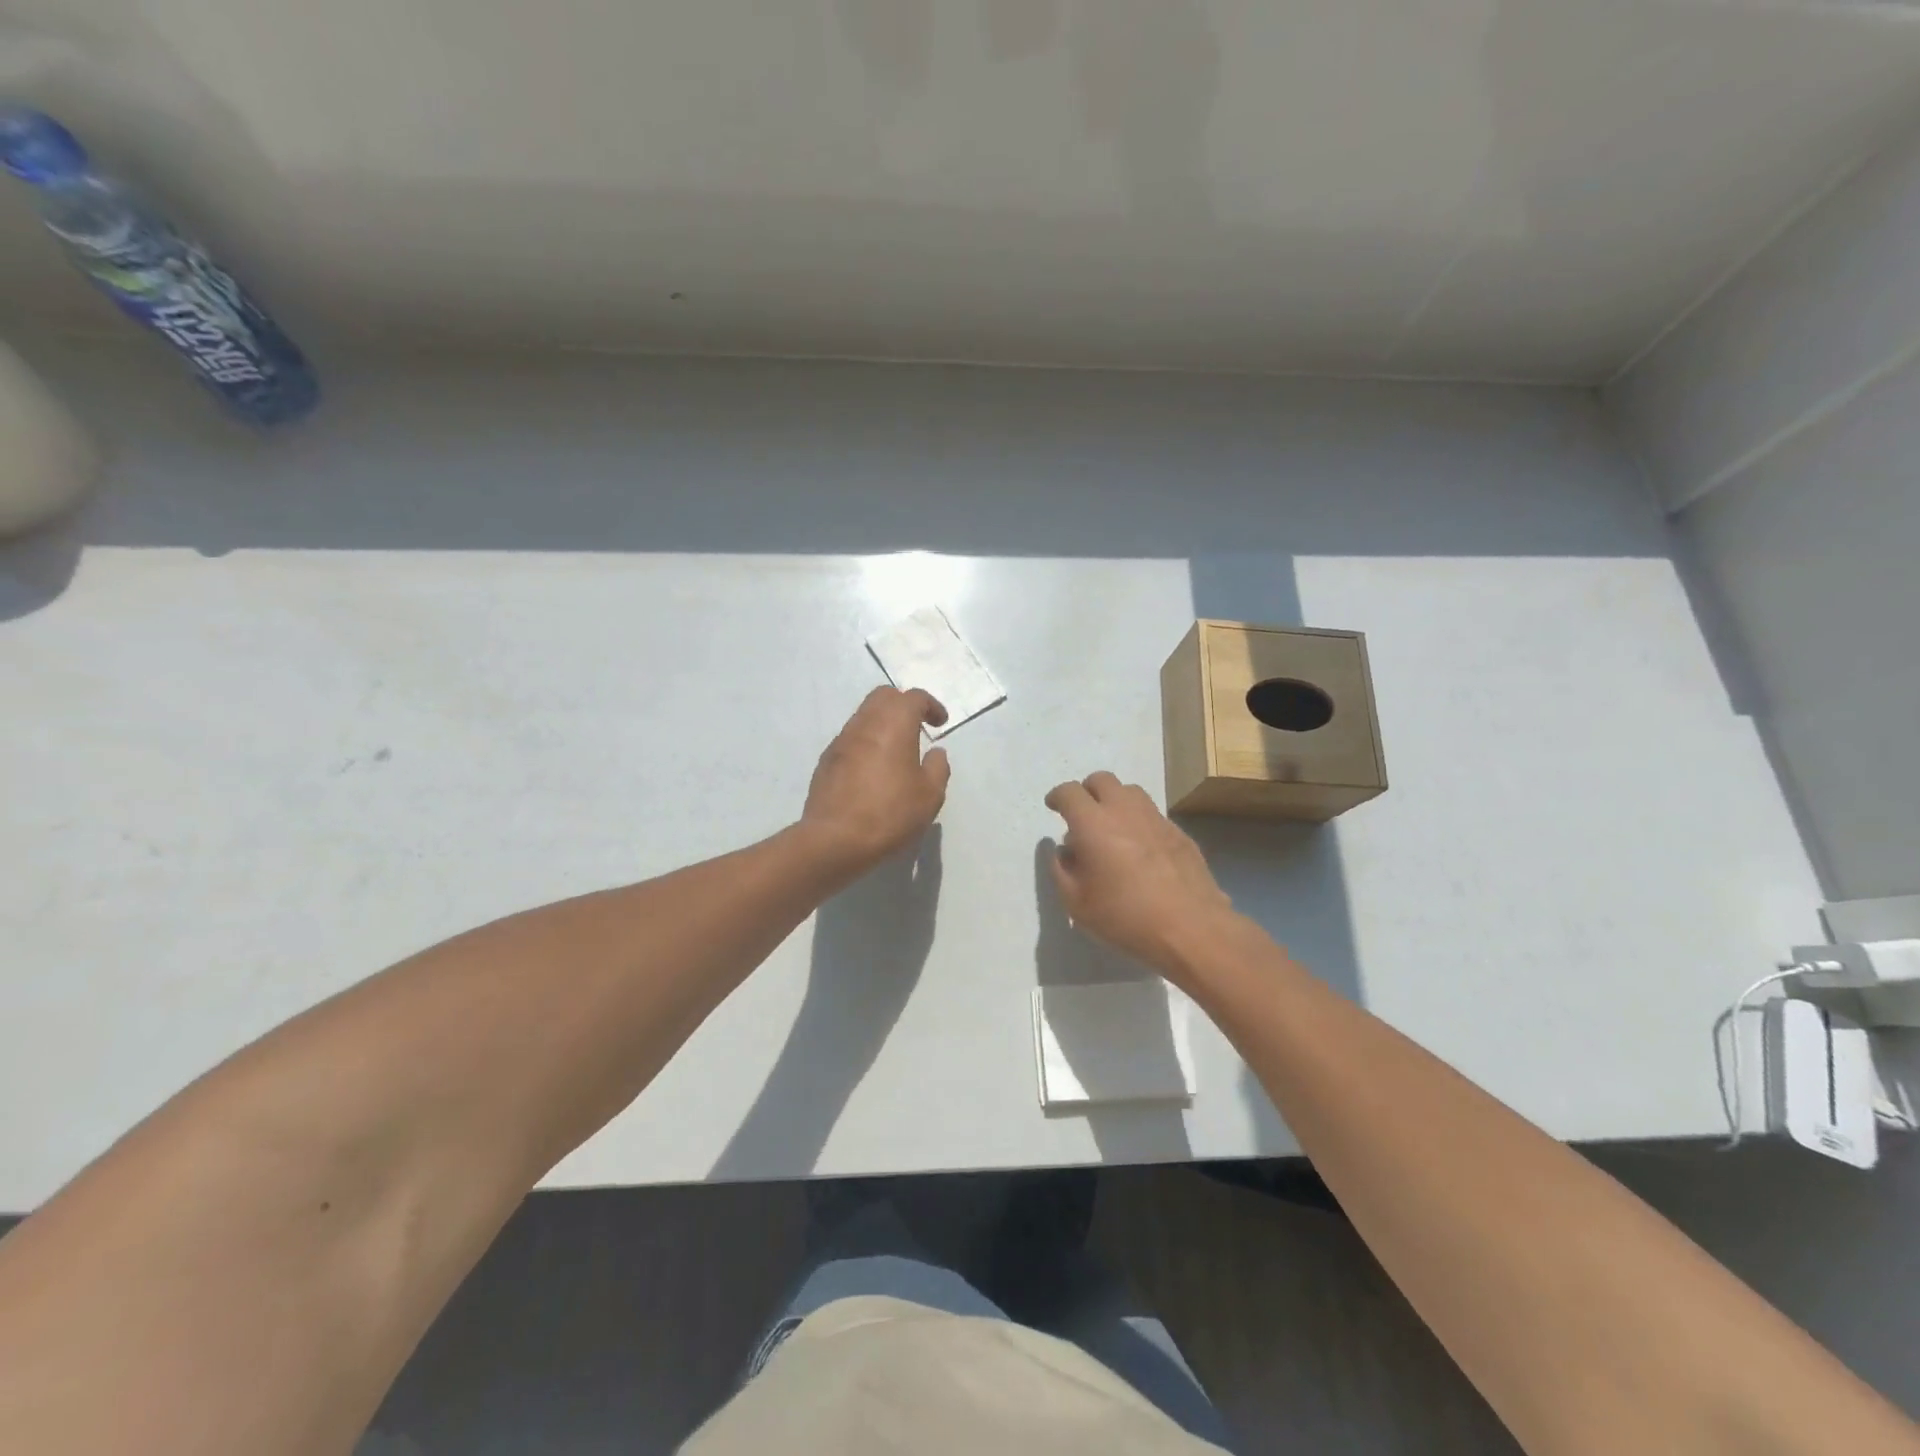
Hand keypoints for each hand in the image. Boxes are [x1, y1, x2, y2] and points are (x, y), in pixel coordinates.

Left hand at [801, 687, 950, 872]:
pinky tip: (873, 769)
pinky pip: (850, 739)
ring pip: (864, 716)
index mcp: (894, 724)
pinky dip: (866, 742)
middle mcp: (864, 723)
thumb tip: (935, 752)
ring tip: (896, 750)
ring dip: (882, 723)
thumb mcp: (930, 795)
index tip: (940, 723)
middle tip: (917, 726)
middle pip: (883, 697)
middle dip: (903, 705)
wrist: (835, 839)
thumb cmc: (890, 813)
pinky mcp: (826, 761)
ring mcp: (841, 741)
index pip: (913, 698)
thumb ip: (937, 768)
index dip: (930, 705)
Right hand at [1044, 771, 1236, 974]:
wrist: (1191, 928)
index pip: (1069, 792)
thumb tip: (1063, 851)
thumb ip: (1061, 870)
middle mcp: (1124, 810)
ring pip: (1130, 792)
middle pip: (1102, 780)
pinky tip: (1140, 850)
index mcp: (1093, 823)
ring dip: (1115, 801)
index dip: (1057, 797)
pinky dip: (1139, 821)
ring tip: (1112, 828)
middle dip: (1087, 791)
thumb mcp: (1076, 903)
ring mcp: (1156, 818)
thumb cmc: (1125, 916)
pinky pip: (1152, 814)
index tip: (1054, 807)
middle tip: (1082, 815)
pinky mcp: (1179, 832)